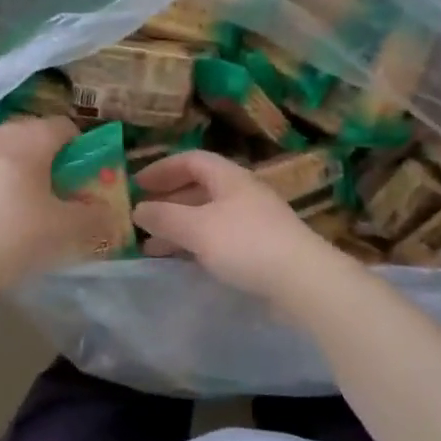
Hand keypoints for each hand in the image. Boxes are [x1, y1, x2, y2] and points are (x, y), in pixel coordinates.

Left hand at [0, 118, 113, 295]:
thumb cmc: (15, 236)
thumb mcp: (66, 229)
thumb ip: (94, 216)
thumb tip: (108, 211)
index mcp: (29, 139)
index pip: (65, 126)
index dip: (81, 147)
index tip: (85, 175)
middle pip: (34, 134)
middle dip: (51, 156)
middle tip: (60, 189)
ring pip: (7, 149)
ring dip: (23, 167)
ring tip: (29, 202)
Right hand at [132, 150, 334, 300]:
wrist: (303, 280)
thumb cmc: (246, 244)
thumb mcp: (197, 228)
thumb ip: (165, 217)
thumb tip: (139, 209)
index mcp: (229, 177)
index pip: (191, 160)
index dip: (162, 168)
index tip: (136, 184)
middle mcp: (242, 193)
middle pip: (199, 187)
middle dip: (168, 201)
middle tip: (141, 216)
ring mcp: (253, 220)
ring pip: (207, 215)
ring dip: (179, 226)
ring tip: (151, 246)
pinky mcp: (260, 247)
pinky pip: (219, 237)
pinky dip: (196, 244)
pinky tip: (183, 260)